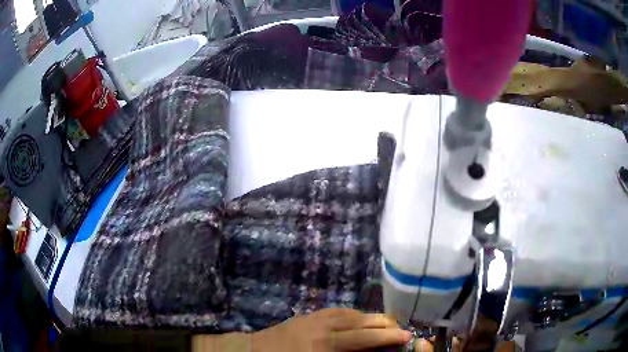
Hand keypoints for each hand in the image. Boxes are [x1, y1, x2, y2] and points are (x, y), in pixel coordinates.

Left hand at [251, 308, 411, 351]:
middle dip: (383, 325)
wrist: (252, 350)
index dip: (386, 337)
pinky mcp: (308, 314)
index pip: (363, 338)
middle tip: (400, 329)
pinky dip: (353, 315)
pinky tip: (358, 320)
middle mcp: (322, 326)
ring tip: (384, 325)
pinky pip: (337, 311)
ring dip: (369, 318)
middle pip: (360, 322)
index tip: (405, 336)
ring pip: (351, 313)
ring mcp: (314, 317)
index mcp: (324, 344)